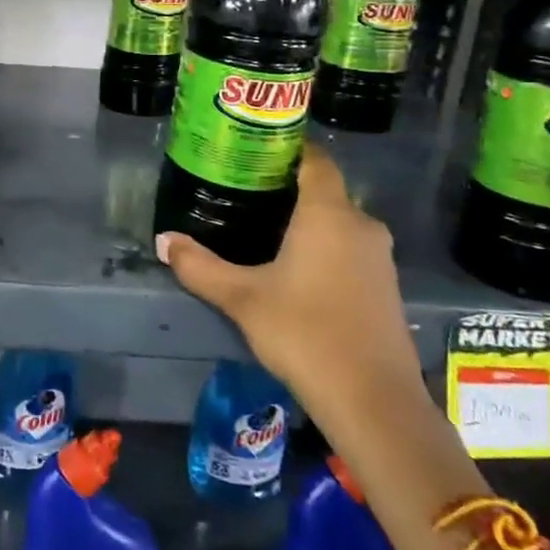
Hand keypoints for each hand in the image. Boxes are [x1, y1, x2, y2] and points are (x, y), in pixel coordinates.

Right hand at [156, 145, 422, 432]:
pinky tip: (296, 269)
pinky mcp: (386, 287)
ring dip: (307, 221)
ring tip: (264, 228)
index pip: (315, 159)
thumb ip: (201, 267)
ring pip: (339, 222)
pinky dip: (325, 247)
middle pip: (325, 191)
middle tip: (246, 191)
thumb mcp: (242, 298)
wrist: (373, 401)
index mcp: (328, 214)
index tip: (255, 148)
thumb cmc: (305, 333)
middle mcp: (361, 225)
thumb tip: (163, 241)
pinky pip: (350, 249)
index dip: (288, 148)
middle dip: (288, 188)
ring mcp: (379, 258)